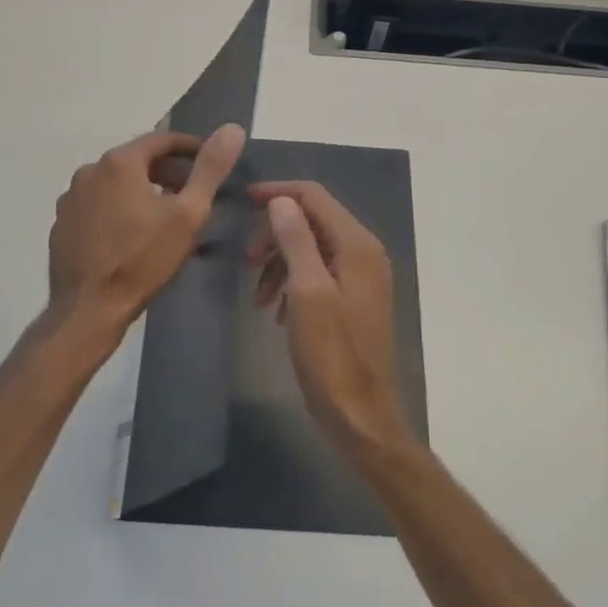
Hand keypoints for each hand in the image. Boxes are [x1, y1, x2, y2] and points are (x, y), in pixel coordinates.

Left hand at [48, 124, 245, 333]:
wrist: (89, 308)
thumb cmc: (143, 259)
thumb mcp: (188, 214)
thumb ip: (210, 169)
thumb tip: (232, 129)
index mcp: (119, 162)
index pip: (161, 140)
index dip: (190, 148)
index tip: (210, 161)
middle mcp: (89, 171)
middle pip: (136, 160)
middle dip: (167, 171)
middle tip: (193, 191)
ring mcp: (71, 199)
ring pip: (115, 184)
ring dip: (141, 190)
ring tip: (165, 214)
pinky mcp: (62, 224)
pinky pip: (97, 205)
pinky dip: (118, 208)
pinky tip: (132, 233)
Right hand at [247, 181, 417, 460]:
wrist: (360, 414)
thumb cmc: (332, 354)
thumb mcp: (307, 292)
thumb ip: (296, 240)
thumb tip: (281, 200)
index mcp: (357, 245)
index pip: (315, 196)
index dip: (278, 193)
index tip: (243, 201)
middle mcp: (364, 253)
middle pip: (312, 221)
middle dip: (275, 235)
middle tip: (246, 261)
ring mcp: (361, 277)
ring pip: (311, 249)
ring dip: (279, 263)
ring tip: (258, 297)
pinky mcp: (353, 299)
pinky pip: (318, 274)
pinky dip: (292, 283)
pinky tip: (275, 311)